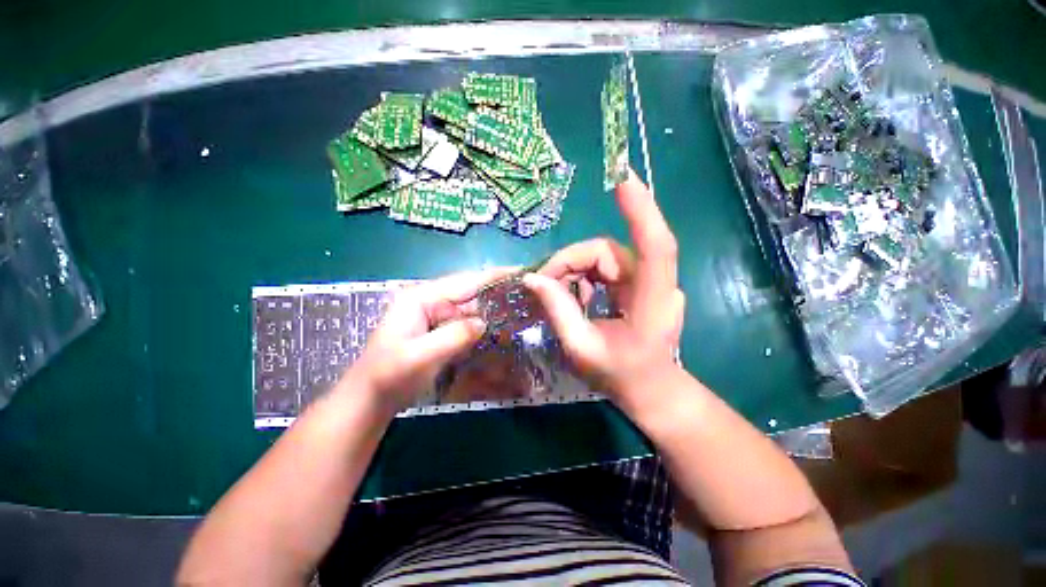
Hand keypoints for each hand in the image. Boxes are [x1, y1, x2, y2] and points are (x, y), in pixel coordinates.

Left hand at [346, 269, 510, 413]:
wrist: (368, 399)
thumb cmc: (389, 376)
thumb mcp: (420, 357)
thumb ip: (453, 336)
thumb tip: (484, 322)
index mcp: (421, 297)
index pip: (465, 281)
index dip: (494, 276)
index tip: (520, 272)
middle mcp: (428, 300)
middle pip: (469, 292)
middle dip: (496, 293)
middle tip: (526, 294)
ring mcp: (433, 314)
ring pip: (468, 308)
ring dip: (490, 310)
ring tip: (518, 310)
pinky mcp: (437, 329)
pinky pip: (463, 322)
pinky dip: (480, 325)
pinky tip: (497, 329)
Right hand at [524, 171, 684, 404]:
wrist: (651, 390)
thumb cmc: (619, 376)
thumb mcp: (580, 348)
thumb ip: (557, 310)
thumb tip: (532, 278)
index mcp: (652, 302)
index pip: (655, 246)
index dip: (640, 212)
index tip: (622, 180)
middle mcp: (656, 283)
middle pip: (608, 252)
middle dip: (570, 264)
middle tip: (543, 285)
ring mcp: (650, 281)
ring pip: (604, 257)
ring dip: (575, 271)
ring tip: (559, 296)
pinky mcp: (641, 283)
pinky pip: (606, 267)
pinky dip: (585, 277)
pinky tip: (577, 298)